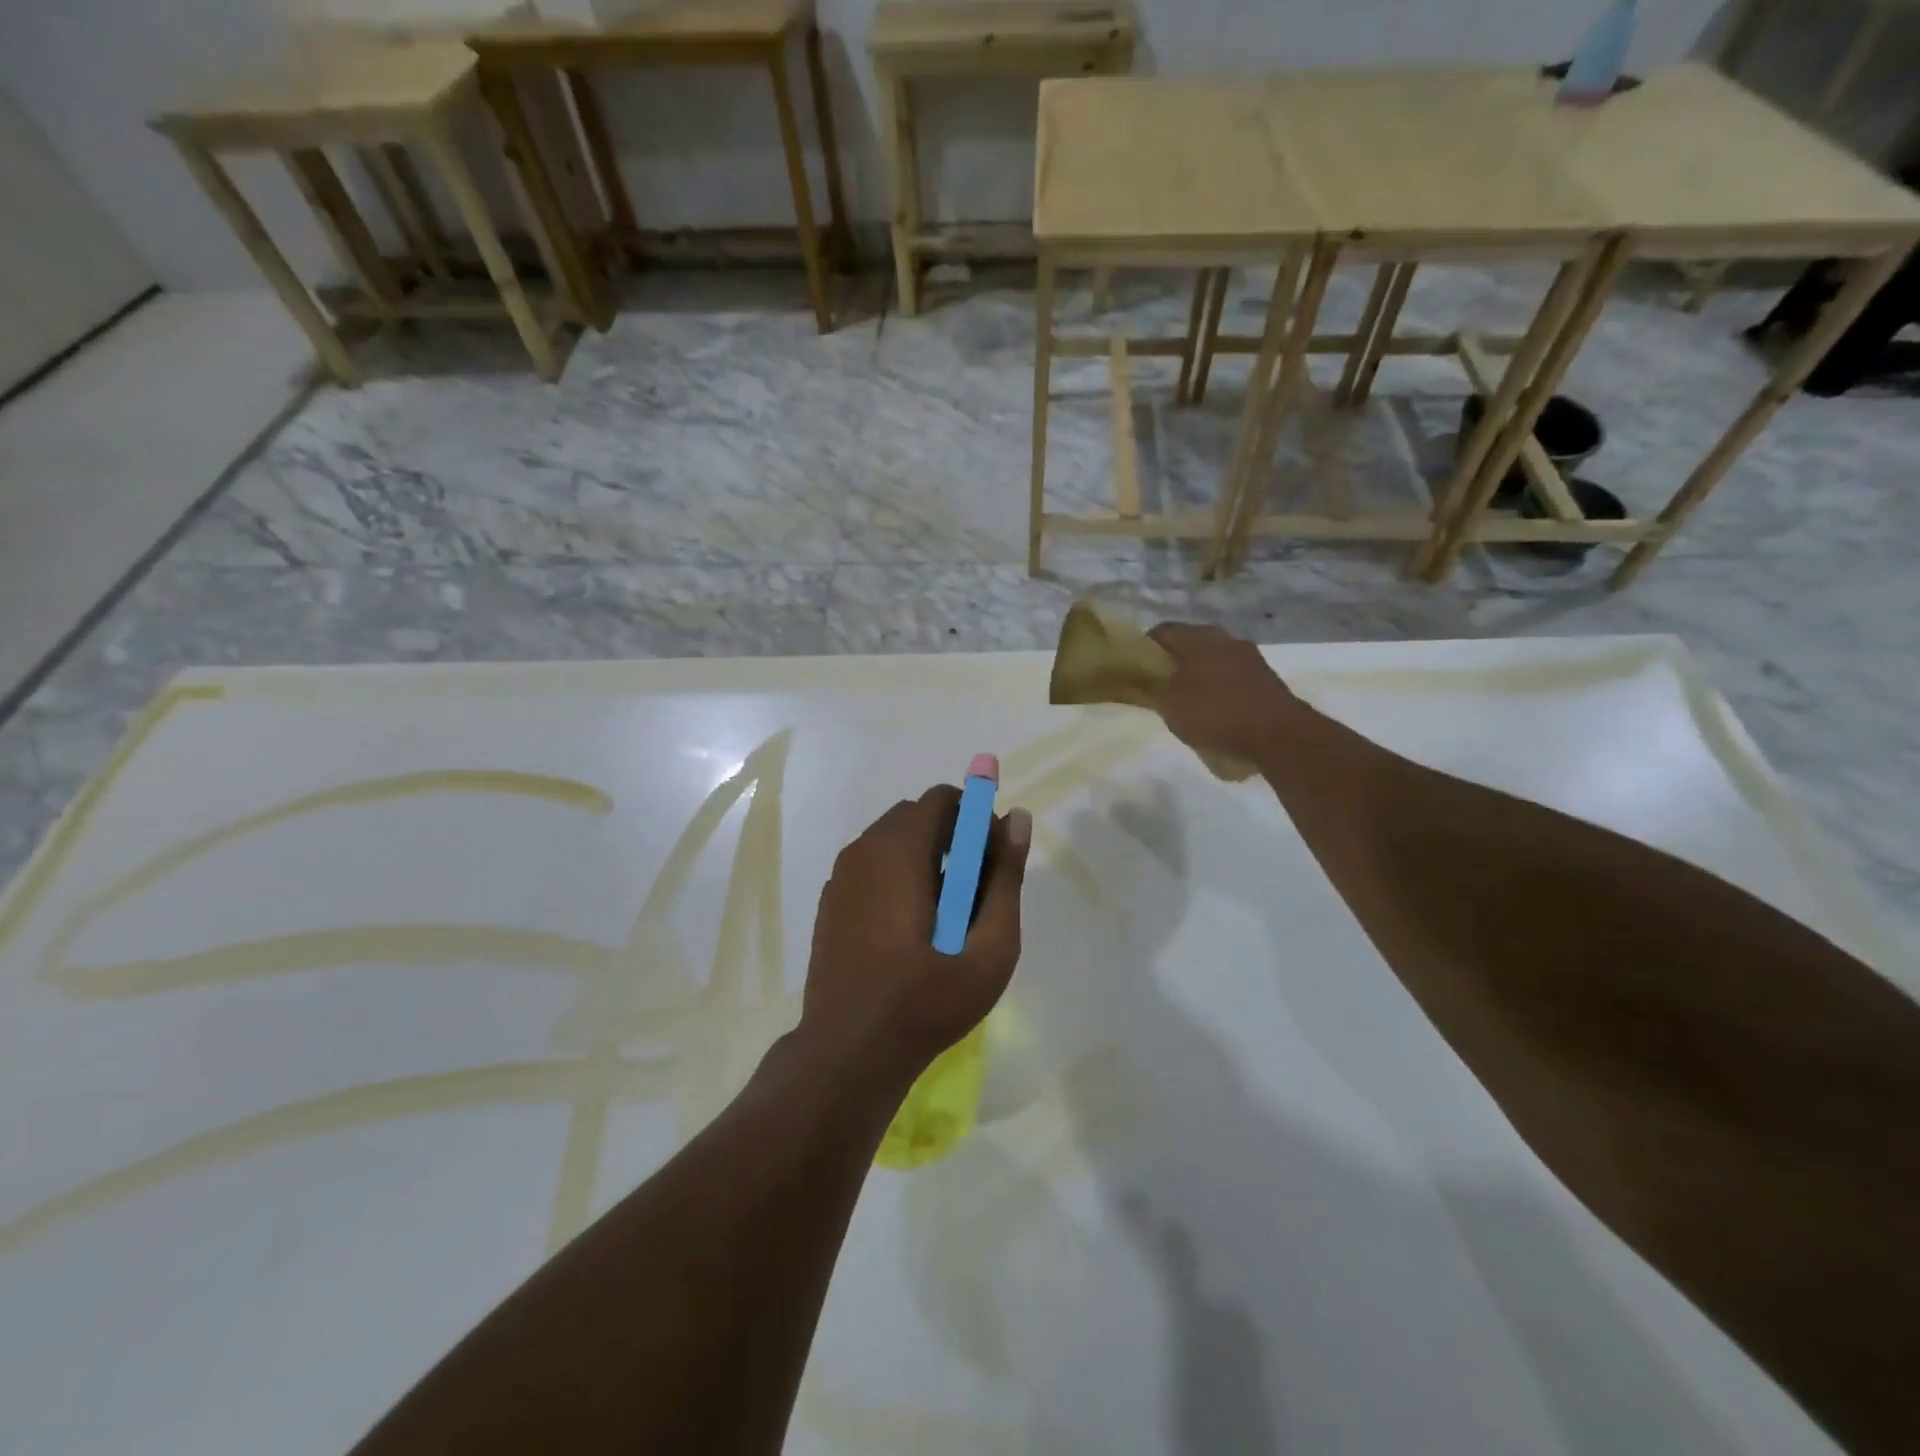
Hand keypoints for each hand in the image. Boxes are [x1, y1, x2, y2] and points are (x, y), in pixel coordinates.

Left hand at [802, 787, 1031, 1085]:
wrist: (849, 1053)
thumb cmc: (927, 1000)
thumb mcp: (988, 946)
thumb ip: (1006, 877)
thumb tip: (1018, 819)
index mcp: (898, 850)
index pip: (943, 799)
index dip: (976, 817)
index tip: (992, 859)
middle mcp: (863, 851)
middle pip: (916, 817)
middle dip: (953, 838)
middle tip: (976, 891)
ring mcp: (840, 878)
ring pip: (892, 842)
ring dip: (925, 858)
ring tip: (946, 916)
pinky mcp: (830, 903)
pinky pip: (871, 868)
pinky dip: (897, 878)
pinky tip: (910, 931)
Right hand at [1147, 623, 1301, 766]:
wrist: (1279, 734)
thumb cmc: (1216, 713)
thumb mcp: (1170, 704)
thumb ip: (1151, 687)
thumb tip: (1140, 677)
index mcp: (1198, 637)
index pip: (1162, 631)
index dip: (1143, 648)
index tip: (1135, 670)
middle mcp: (1225, 638)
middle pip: (1189, 643)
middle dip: (1172, 662)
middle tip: (1158, 687)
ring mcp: (1249, 656)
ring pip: (1212, 659)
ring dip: (1197, 675)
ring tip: (1185, 701)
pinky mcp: (1265, 677)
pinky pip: (1231, 675)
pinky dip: (1218, 687)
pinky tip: (1214, 710)